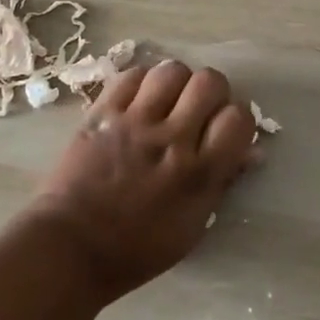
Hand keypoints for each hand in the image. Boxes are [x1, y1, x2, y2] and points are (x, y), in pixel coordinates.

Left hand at [28, 60, 255, 302]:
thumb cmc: (136, 249)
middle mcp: (172, 139)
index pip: (238, 118)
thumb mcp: (192, 227)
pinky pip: (131, 76)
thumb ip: (221, 182)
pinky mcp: (102, 113)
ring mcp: (135, 122)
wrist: (70, 248)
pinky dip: (141, 84)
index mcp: (199, 174)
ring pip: (171, 71)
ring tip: (167, 102)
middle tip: (198, 111)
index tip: (224, 131)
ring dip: (176, 83)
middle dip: (211, 93)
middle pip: (209, 82)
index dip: (236, 120)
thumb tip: (250, 152)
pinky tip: (138, 102)